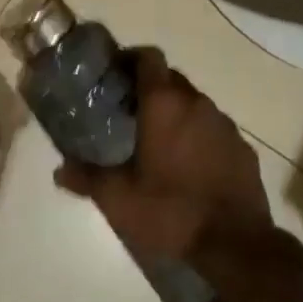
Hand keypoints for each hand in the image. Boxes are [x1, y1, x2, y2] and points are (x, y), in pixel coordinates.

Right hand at [54, 48, 271, 260]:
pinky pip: (215, 130)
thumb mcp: (119, 199)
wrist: (236, 245)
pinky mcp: (243, 147)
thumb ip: (88, 178)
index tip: (117, 75)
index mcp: (164, 102)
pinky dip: (201, 137)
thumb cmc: (171, 211)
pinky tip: (191, 166)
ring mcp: (224, 123)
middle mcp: (195, 102)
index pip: (148, 56)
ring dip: (177, 114)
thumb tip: (59, 170)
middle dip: (152, 89)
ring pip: (194, 104)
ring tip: (161, 142)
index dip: (132, 59)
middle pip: (171, 78)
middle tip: (132, 113)